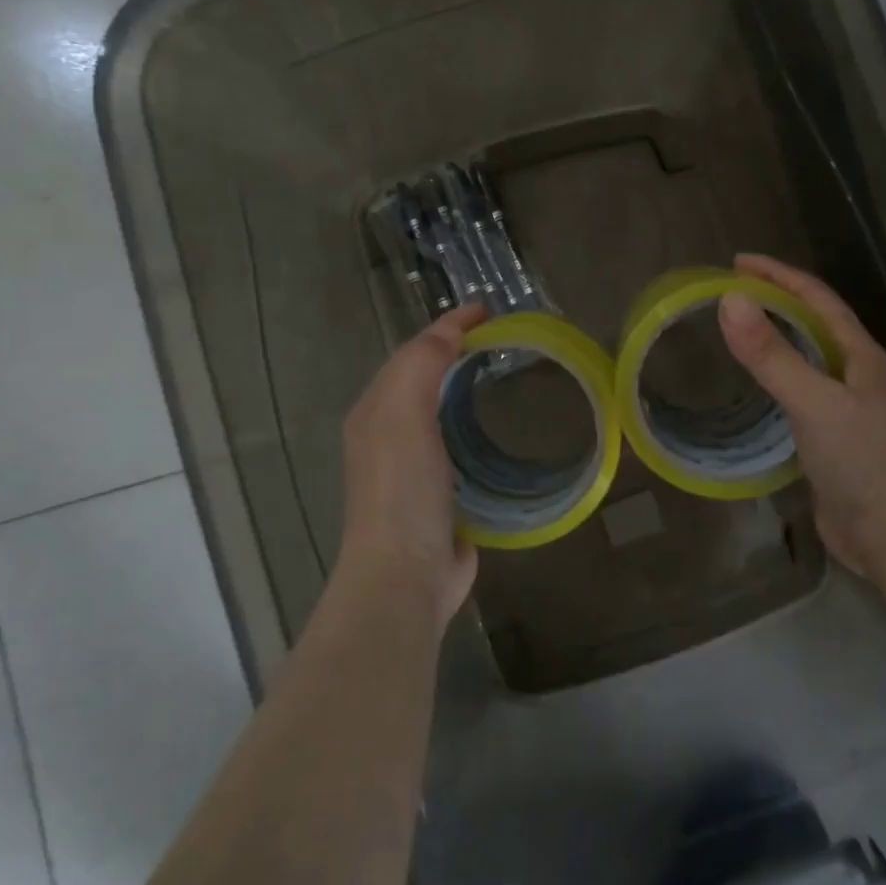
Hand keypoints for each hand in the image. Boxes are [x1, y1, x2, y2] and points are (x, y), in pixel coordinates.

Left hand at [339, 303, 486, 627]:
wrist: (405, 574)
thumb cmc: (402, 489)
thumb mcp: (403, 414)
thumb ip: (421, 365)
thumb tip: (450, 332)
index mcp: (377, 412)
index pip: (414, 352)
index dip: (448, 326)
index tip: (490, 310)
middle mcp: (391, 435)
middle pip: (426, 380)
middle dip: (458, 353)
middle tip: (505, 340)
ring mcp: (416, 469)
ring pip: (444, 413)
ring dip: (469, 389)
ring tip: (509, 376)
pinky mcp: (444, 496)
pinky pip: (464, 447)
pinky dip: (481, 428)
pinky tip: (505, 431)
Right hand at [718, 255, 885, 576]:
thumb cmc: (859, 461)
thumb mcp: (812, 402)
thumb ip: (771, 355)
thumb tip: (730, 301)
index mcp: (859, 354)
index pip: (816, 297)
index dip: (778, 274)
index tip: (737, 262)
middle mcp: (854, 371)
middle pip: (812, 320)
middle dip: (775, 298)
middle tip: (729, 290)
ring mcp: (844, 402)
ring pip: (806, 353)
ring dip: (775, 333)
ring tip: (737, 325)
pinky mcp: (830, 432)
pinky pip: (798, 386)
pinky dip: (775, 371)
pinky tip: (754, 380)